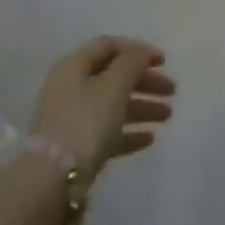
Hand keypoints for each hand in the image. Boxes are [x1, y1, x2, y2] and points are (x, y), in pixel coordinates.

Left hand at [29, 37, 174, 177]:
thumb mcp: (113, 86)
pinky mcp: (77, 147)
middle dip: (144, 81)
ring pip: (113, 105)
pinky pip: (108, 132)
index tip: (163, 61)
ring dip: (142, 107)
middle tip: (172, 91)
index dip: (137, 49)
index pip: (108, 46)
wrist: (53, 178)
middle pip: (113, 76)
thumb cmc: (85, 122)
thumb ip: (131, 63)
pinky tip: (150, 138)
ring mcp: (73, 119)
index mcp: (74, 66)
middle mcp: (71, 88)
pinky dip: (129, 132)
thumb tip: (141, 52)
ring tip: (168, 116)